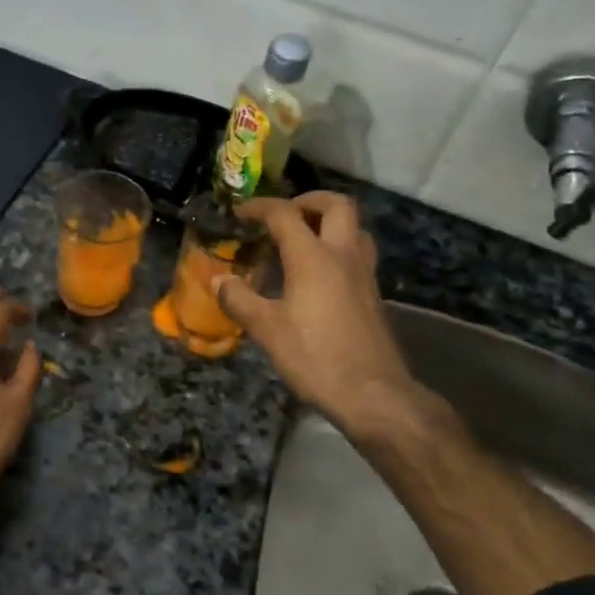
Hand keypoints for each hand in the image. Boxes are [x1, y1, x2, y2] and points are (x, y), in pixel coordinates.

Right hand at [216, 193, 451, 446]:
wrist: (374, 394)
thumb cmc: (316, 358)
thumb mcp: (267, 330)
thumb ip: (240, 300)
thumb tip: (220, 280)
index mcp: (313, 257)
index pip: (284, 214)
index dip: (259, 207)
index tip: (240, 213)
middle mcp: (343, 255)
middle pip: (336, 205)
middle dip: (307, 201)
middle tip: (284, 215)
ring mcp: (364, 273)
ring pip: (354, 227)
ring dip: (328, 222)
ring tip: (303, 240)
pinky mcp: (373, 294)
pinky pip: (357, 252)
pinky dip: (337, 248)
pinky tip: (319, 275)